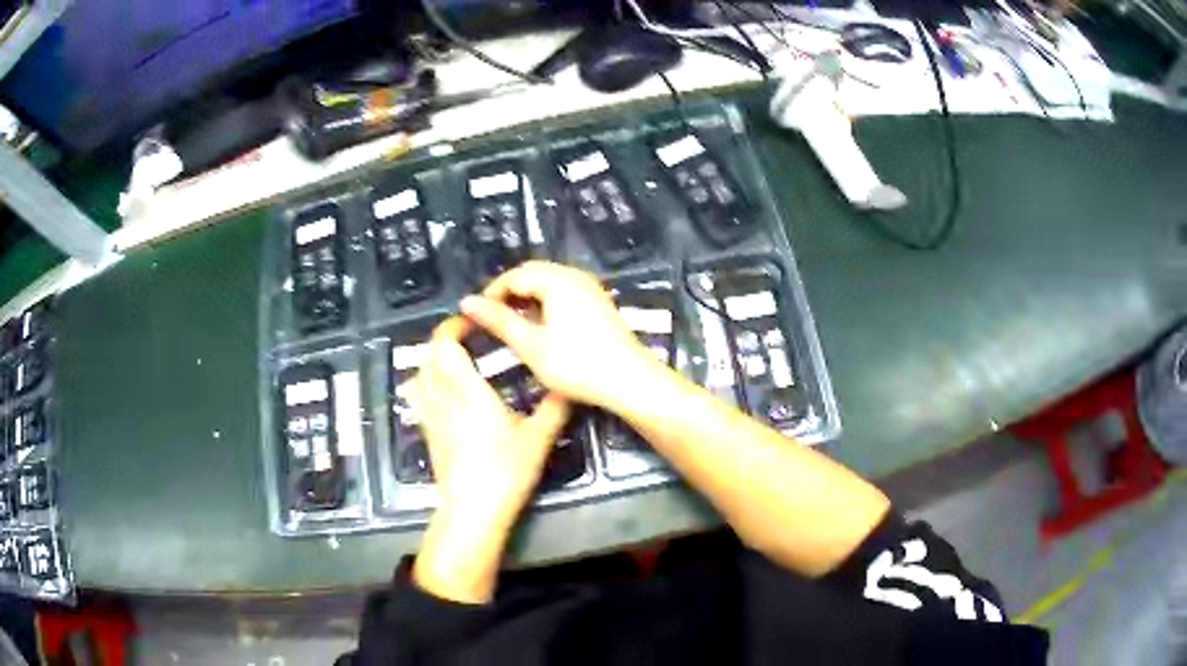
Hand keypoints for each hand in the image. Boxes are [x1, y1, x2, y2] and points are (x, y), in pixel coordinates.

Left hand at [410, 317, 570, 603]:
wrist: (473, 509)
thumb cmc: (506, 471)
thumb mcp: (539, 438)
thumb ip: (555, 408)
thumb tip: (570, 384)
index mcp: (467, 389)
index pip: (447, 343)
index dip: (456, 325)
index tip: (475, 320)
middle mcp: (442, 396)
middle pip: (429, 353)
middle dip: (445, 337)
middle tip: (470, 336)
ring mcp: (430, 415)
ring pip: (419, 372)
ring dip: (433, 357)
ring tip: (456, 358)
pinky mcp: (427, 432)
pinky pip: (417, 394)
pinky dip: (426, 380)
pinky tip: (443, 390)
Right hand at [459, 262, 657, 409]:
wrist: (629, 381)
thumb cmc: (576, 364)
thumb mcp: (530, 345)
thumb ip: (498, 320)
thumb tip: (467, 302)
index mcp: (557, 279)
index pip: (513, 275)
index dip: (491, 293)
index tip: (475, 316)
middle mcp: (575, 275)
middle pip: (532, 274)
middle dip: (508, 293)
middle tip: (491, 319)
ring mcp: (590, 288)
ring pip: (548, 283)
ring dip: (527, 299)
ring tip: (511, 325)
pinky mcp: (598, 303)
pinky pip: (563, 293)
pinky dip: (545, 304)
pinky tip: (540, 328)